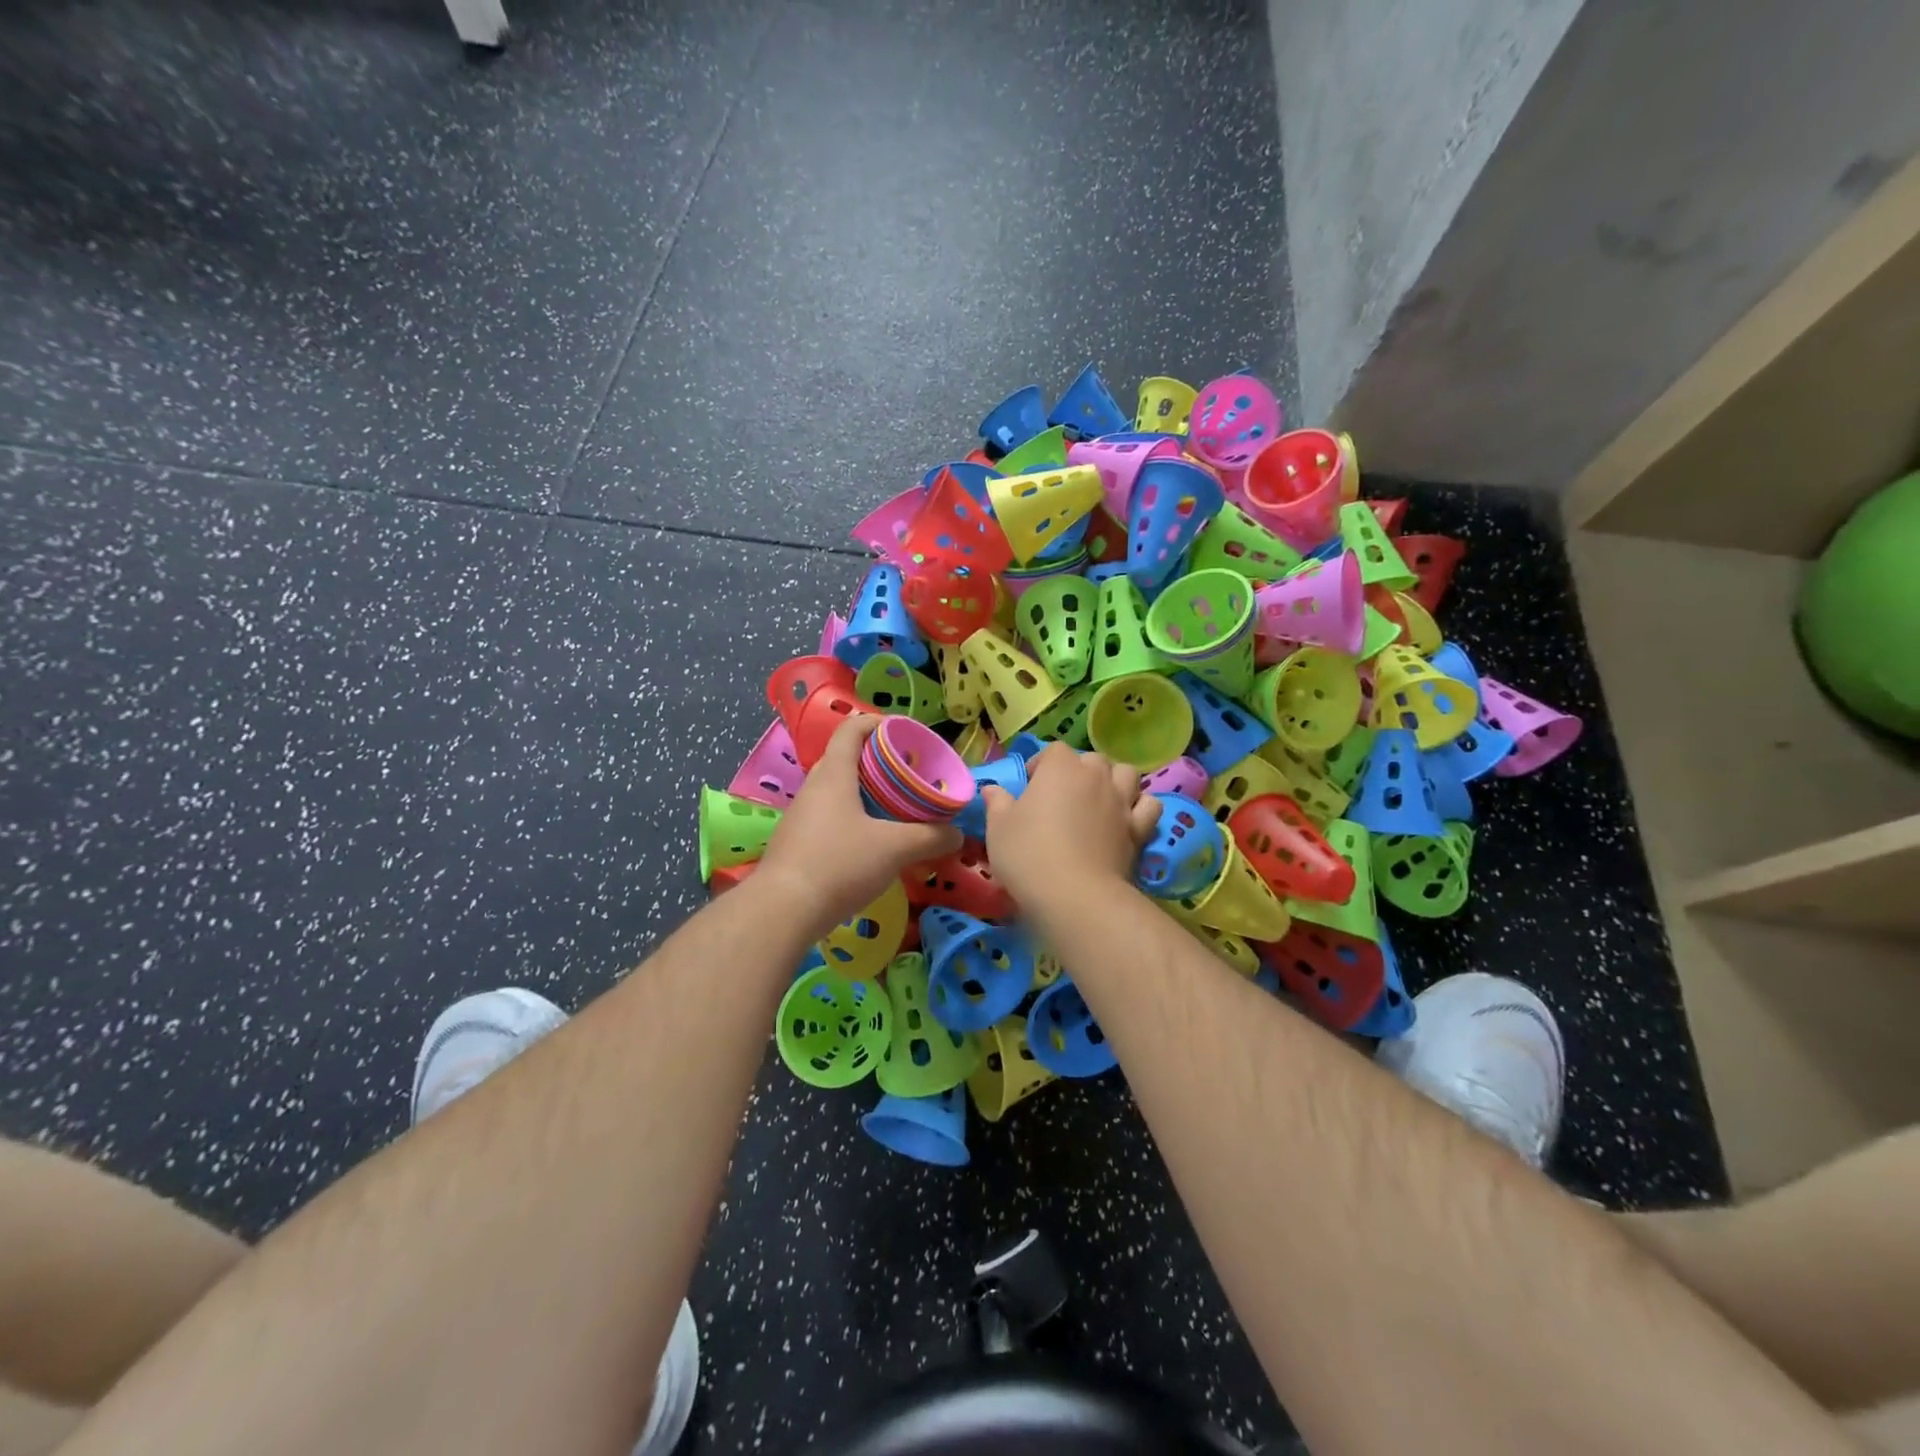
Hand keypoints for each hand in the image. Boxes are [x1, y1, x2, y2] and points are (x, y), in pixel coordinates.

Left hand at [756, 716, 961, 935]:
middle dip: (877, 761)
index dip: (878, 723)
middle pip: (845, 759)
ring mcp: (801, 817)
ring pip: (836, 792)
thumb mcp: (895, 849)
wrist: (782, 911)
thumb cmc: (839, 864)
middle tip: (907, 774)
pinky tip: (871, 842)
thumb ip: (931, 837)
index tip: (905, 733)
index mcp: (834, 774)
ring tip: (894, 809)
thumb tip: (956, 834)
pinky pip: (829, 818)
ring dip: (864, 793)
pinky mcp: (797, 844)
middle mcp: (813, 788)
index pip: (852, 729)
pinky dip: (852, 819)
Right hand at [981, 745, 1158, 910]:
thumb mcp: (998, 828)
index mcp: (1060, 768)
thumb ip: (997, 803)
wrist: (1075, 895)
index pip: (1053, 751)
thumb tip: (992, 789)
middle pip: (1092, 759)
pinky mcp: (1139, 829)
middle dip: (1079, 770)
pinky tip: (1127, 818)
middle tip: (1062, 796)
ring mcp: (1121, 801)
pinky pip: (1149, 806)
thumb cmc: (1028, 854)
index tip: (1029, 787)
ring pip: (1126, 774)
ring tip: (1099, 800)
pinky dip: (1140, 807)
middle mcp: (1095, 776)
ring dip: (1114, 780)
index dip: (1041, 765)